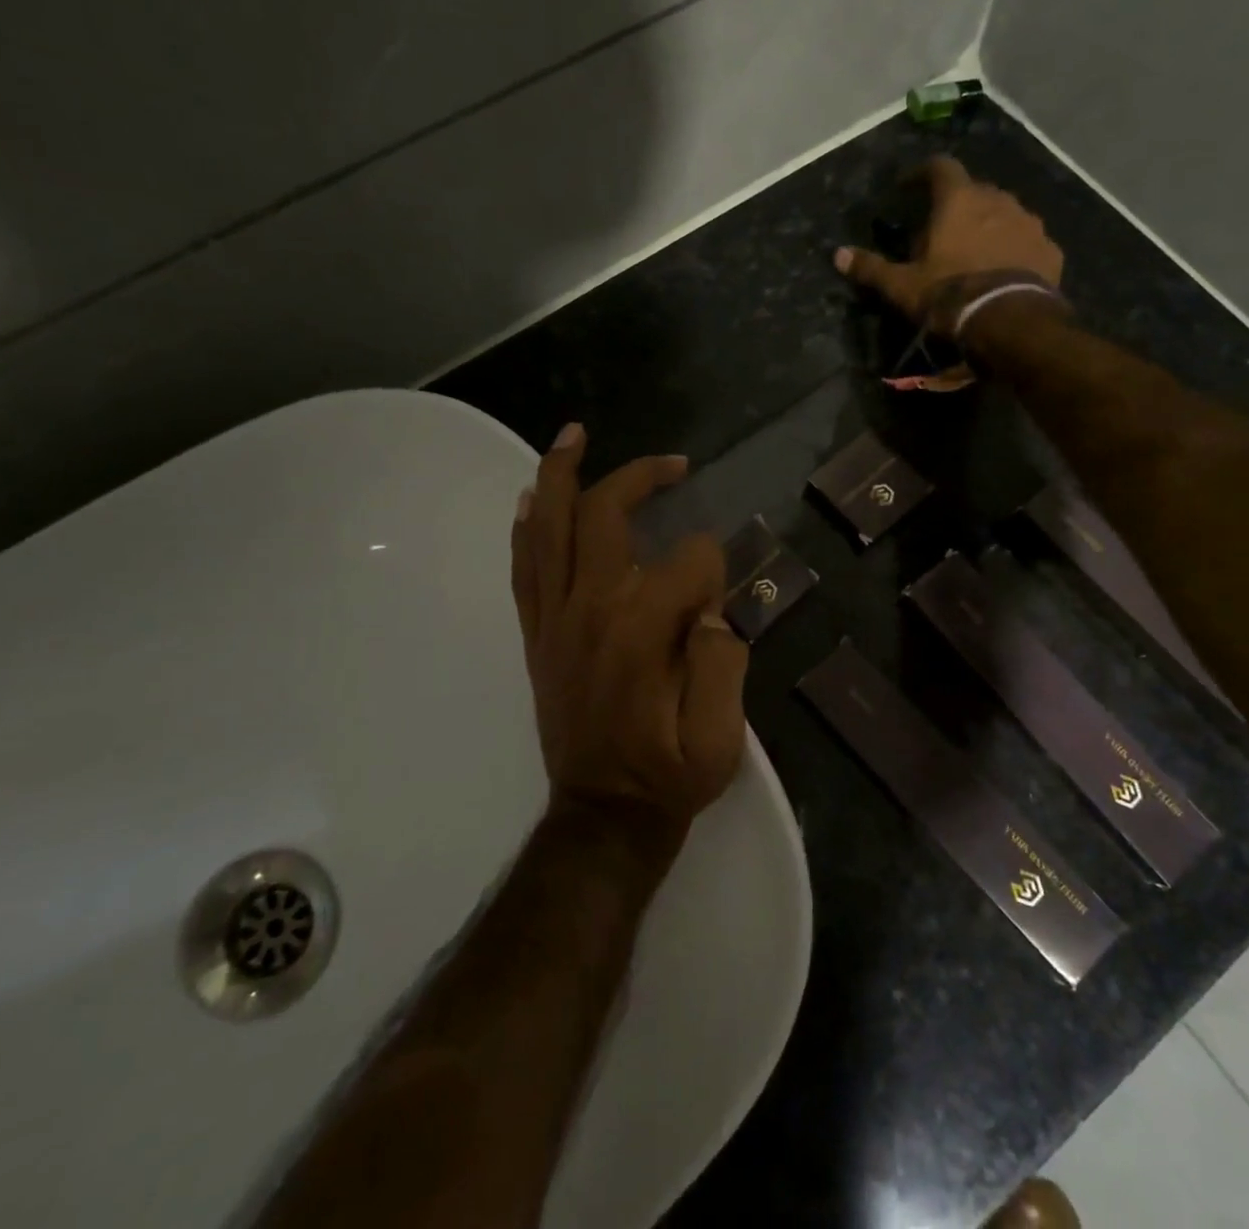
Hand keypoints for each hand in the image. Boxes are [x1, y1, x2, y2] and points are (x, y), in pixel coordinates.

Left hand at [510, 423, 748, 846]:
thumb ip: (723, 661)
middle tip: (672, 464)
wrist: (603, 815)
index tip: (724, 596)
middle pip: (606, 515)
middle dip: (641, 478)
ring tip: (574, 434)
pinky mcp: (537, 633)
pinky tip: (533, 496)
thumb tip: (711, 607)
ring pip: (551, 527)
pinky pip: (524, 566)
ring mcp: (555, 618)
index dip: (716, 565)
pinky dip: (527, 525)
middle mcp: (591, 609)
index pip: (689, 561)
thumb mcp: (720, 737)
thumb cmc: (668, 776)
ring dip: (562, 475)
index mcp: (642, 630)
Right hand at [834, 156, 1065, 333]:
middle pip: (973, 191)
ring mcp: (1029, 222)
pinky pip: (1026, 240)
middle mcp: (998, 199)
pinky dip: (1013, 248)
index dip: (922, 173)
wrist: (1010, 321)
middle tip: (941, 232)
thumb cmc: (950, 295)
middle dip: (956, 206)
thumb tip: (838, 255)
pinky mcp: (1049, 248)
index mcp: (959, 200)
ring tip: (974, 252)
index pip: (940, 167)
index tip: (909, 186)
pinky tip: (1004, 270)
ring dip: (988, 225)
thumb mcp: (902, 286)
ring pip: (1003, 213)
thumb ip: (872, 268)